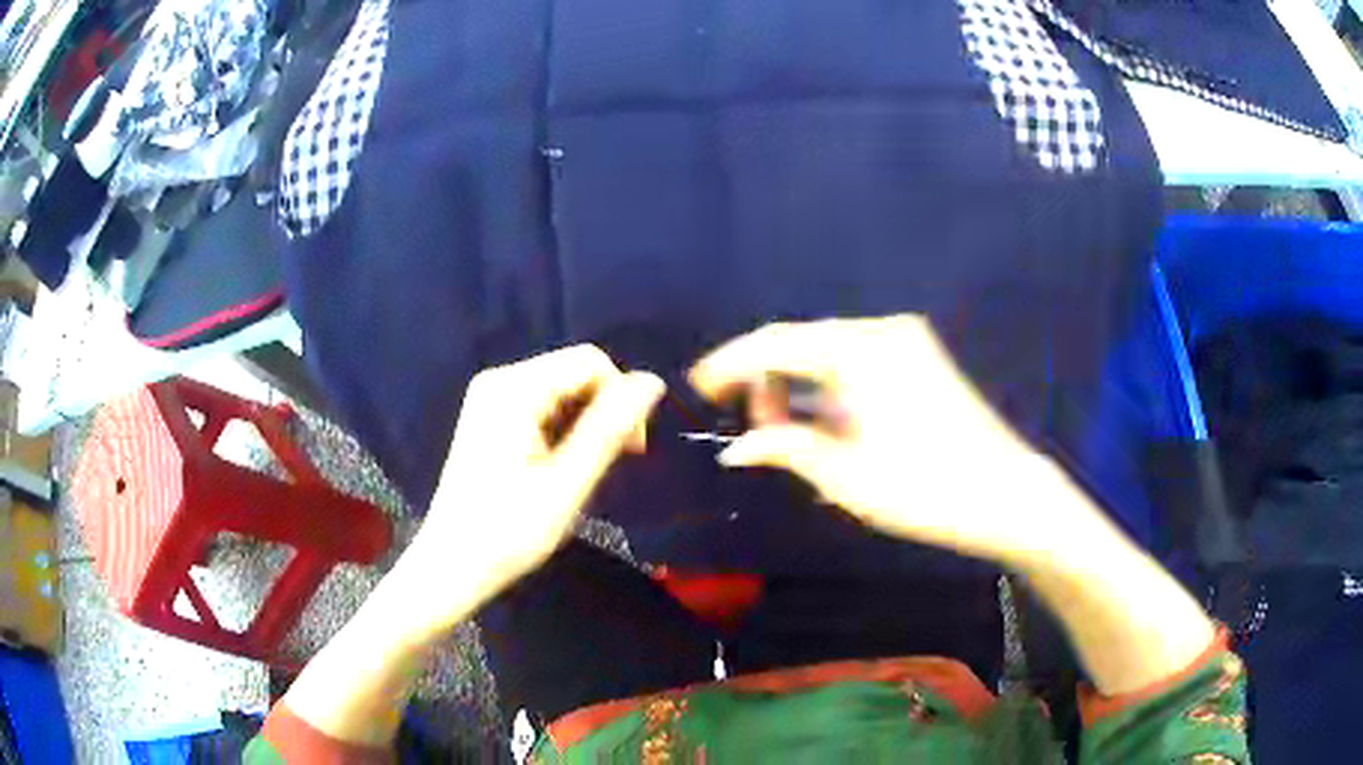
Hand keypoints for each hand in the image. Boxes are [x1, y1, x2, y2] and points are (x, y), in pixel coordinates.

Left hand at [397, 345, 664, 634]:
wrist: (453, 565)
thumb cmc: (509, 530)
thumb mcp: (568, 482)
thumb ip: (610, 428)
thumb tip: (652, 382)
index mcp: (514, 389)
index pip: (590, 362)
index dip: (622, 396)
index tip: (633, 449)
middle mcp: (499, 380)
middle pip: (574, 372)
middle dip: (604, 411)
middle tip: (612, 464)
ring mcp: (490, 398)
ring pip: (561, 390)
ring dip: (585, 423)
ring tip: (582, 471)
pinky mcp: (490, 417)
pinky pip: (542, 405)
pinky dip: (563, 429)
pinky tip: (560, 466)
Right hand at [690, 315, 1092, 564]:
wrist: (1006, 493)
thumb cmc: (926, 489)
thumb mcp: (846, 476)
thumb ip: (785, 448)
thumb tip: (735, 447)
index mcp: (860, 351)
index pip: (776, 343)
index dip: (731, 364)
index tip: (698, 386)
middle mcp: (882, 331)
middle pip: (802, 342)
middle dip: (766, 379)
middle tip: (748, 426)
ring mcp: (906, 341)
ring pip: (829, 352)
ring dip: (799, 385)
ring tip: (781, 431)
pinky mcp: (920, 358)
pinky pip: (857, 362)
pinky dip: (829, 387)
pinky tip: (820, 421)